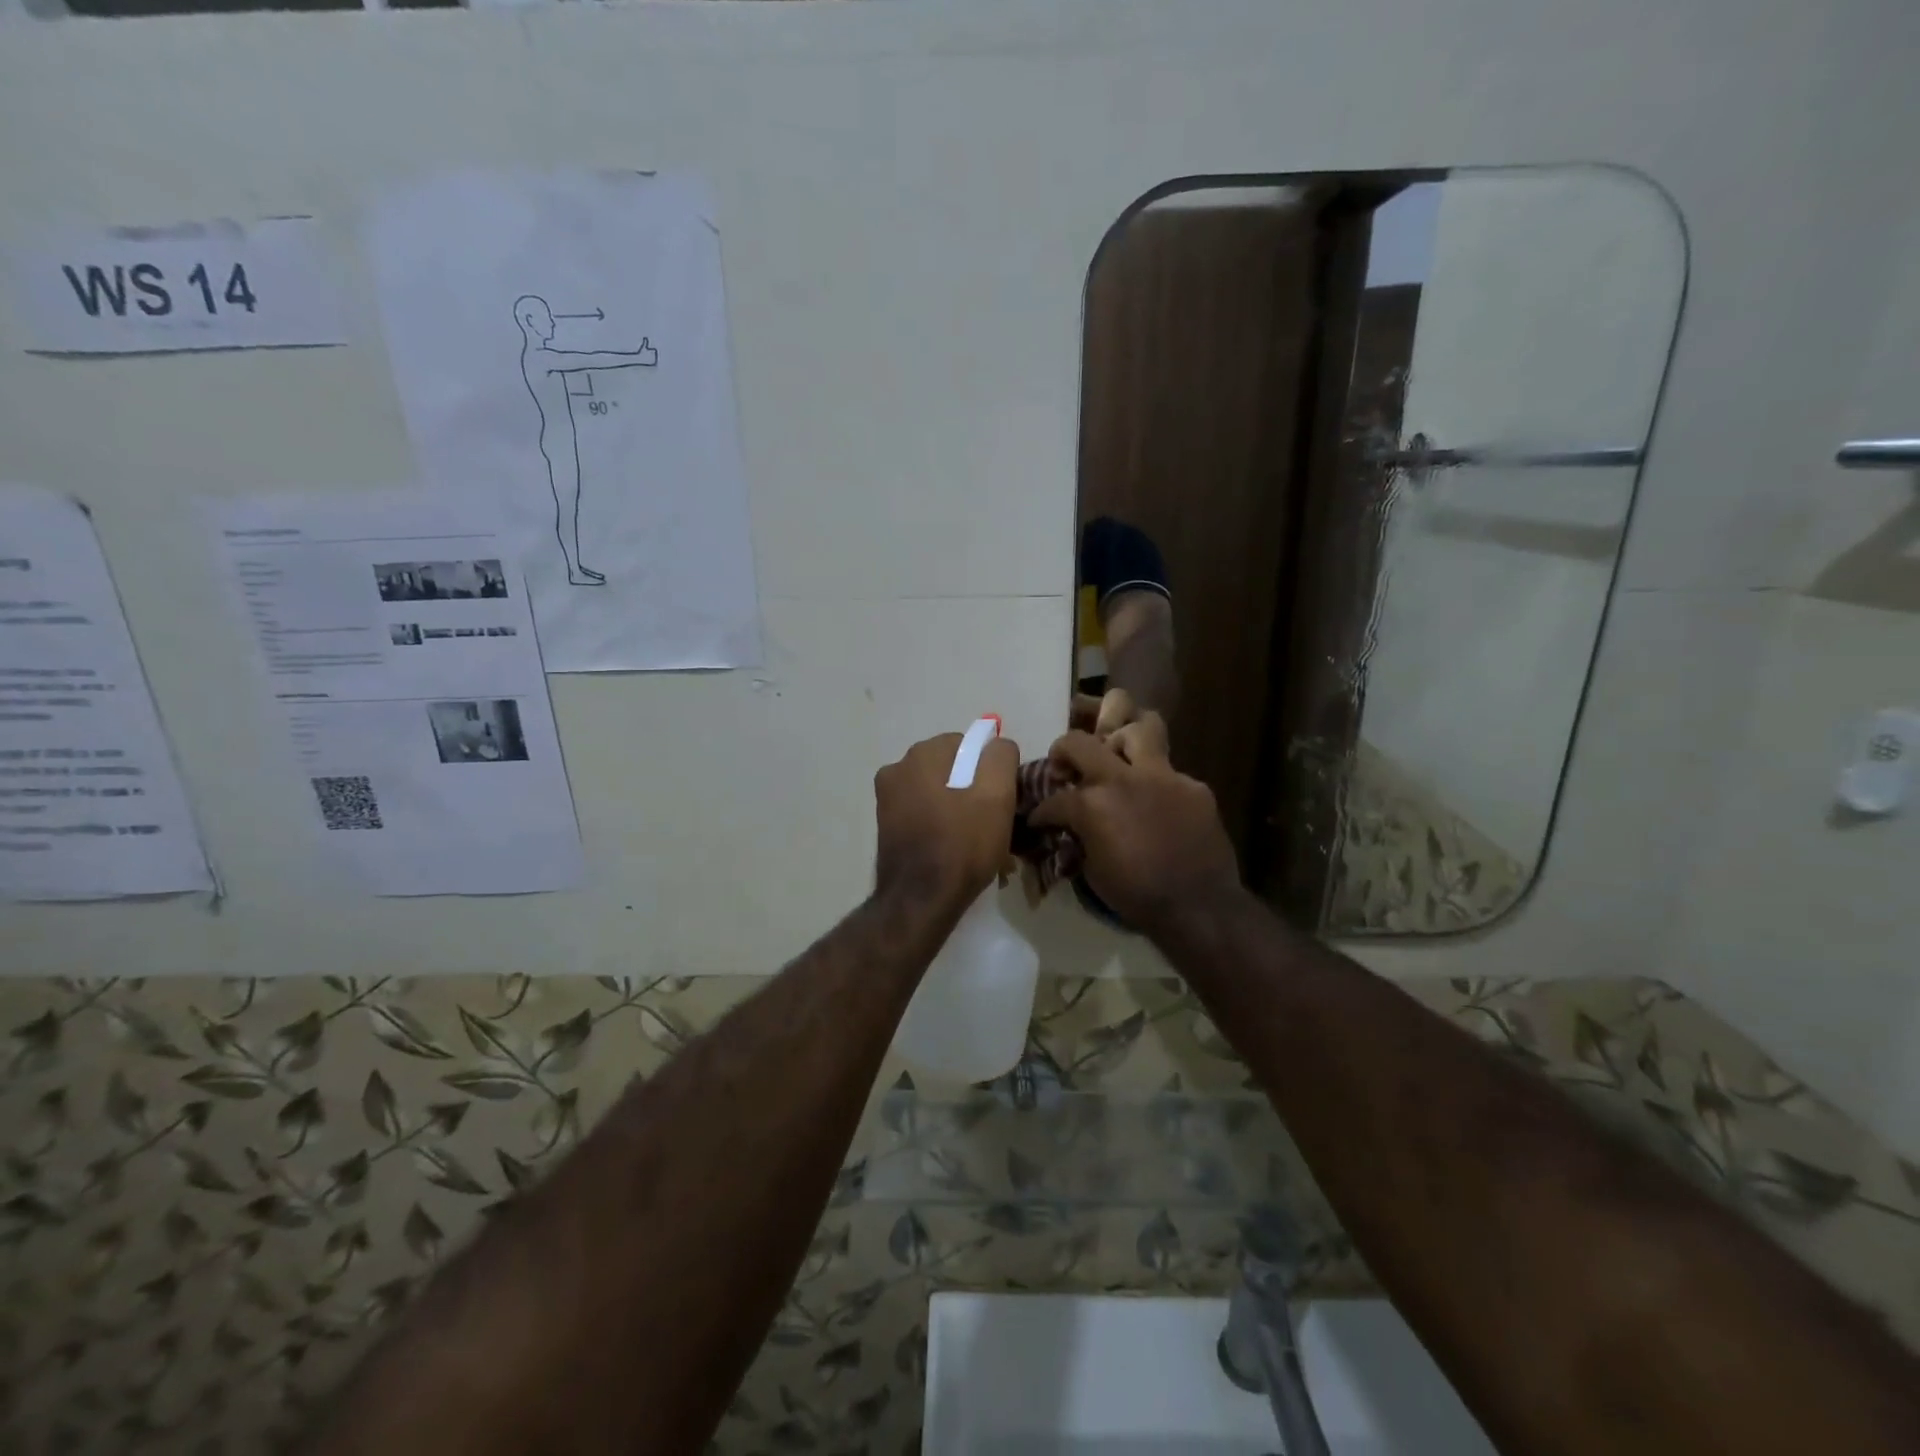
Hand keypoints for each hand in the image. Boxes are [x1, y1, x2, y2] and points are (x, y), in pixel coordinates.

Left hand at [873, 731, 1019, 914]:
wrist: (921, 900)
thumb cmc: (962, 845)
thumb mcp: (997, 796)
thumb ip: (1000, 757)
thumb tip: (997, 745)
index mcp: (922, 754)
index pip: (970, 745)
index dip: (989, 771)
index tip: (999, 800)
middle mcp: (898, 767)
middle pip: (951, 767)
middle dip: (971, 788)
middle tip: (989, 822)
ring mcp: (887, 797)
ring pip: (936, 790)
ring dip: (956, 807)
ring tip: (973, 840)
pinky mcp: (885, 823)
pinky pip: (922, 811)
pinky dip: (938, 822)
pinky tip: (952, 847)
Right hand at [1029, 727, 1240, 938]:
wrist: (1199, 907)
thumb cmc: (1138, 895)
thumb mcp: (1092, 870)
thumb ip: (1081, 836)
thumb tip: (1074, 829)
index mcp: (1092, 804)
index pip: (1054, 799)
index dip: (1041, 812)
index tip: (1038, 820)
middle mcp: (1123, 779)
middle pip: (1080, 742)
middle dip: (1063, 750)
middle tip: (1066, 767)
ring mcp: (1163, 776)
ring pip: (1139, 730)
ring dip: (1121, 741)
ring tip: (1118, 758)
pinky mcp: (1194, 786)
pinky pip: (1171, 772)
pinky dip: (1158, 783)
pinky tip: (1158, 803)